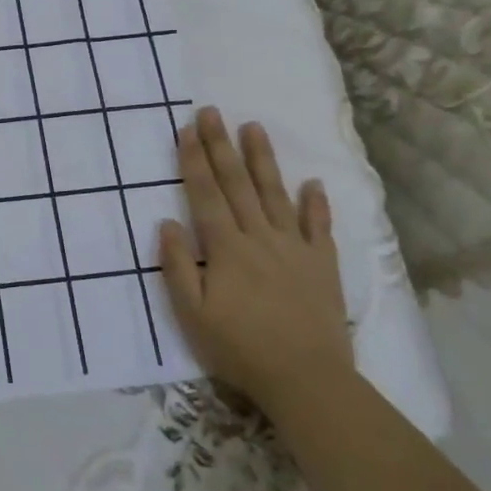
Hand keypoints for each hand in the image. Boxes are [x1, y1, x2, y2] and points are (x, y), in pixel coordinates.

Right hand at [157, 109, 353, 415]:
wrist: (306, 379)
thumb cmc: (240, 348)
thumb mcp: (192, 314)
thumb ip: (178, 266)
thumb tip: (167, 222)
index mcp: (226, 248)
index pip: (205, 194)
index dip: (194, 160)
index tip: (187, 129)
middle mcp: (260, 237)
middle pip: (237, 184)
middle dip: (221, 145)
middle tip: (211, 111)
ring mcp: (295, 248)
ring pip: (276, 194)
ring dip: (263, 160)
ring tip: (253, 127)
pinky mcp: (322, 264)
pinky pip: (319, 227)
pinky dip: (316, 204)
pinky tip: (313, 183)